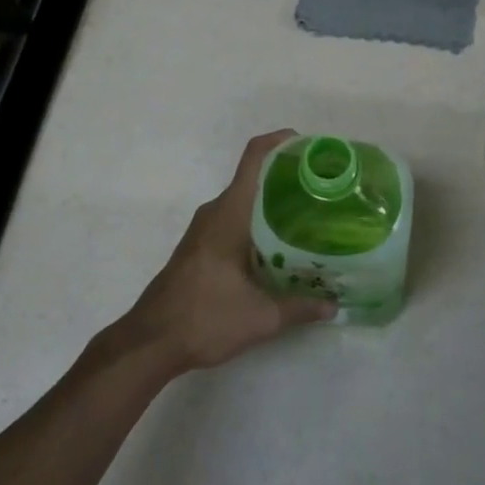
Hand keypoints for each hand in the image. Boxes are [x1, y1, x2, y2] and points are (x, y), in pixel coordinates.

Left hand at [110, 130, 335, 373]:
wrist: (150, 342)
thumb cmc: (205, 317)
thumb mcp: (261, 316)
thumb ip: (300, 307)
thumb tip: (333, 305)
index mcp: (230, 212)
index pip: (254, 157)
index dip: (281, 142)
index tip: (310, 147)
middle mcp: (216, 211)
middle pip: (254, 178)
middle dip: (288, 179)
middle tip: (323, 192)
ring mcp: (205, 228)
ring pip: (245, 201)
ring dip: (273, 204)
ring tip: (309, 219)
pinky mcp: (200, 246)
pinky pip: (235, 219)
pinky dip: (259, 223)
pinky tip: (280, 248)